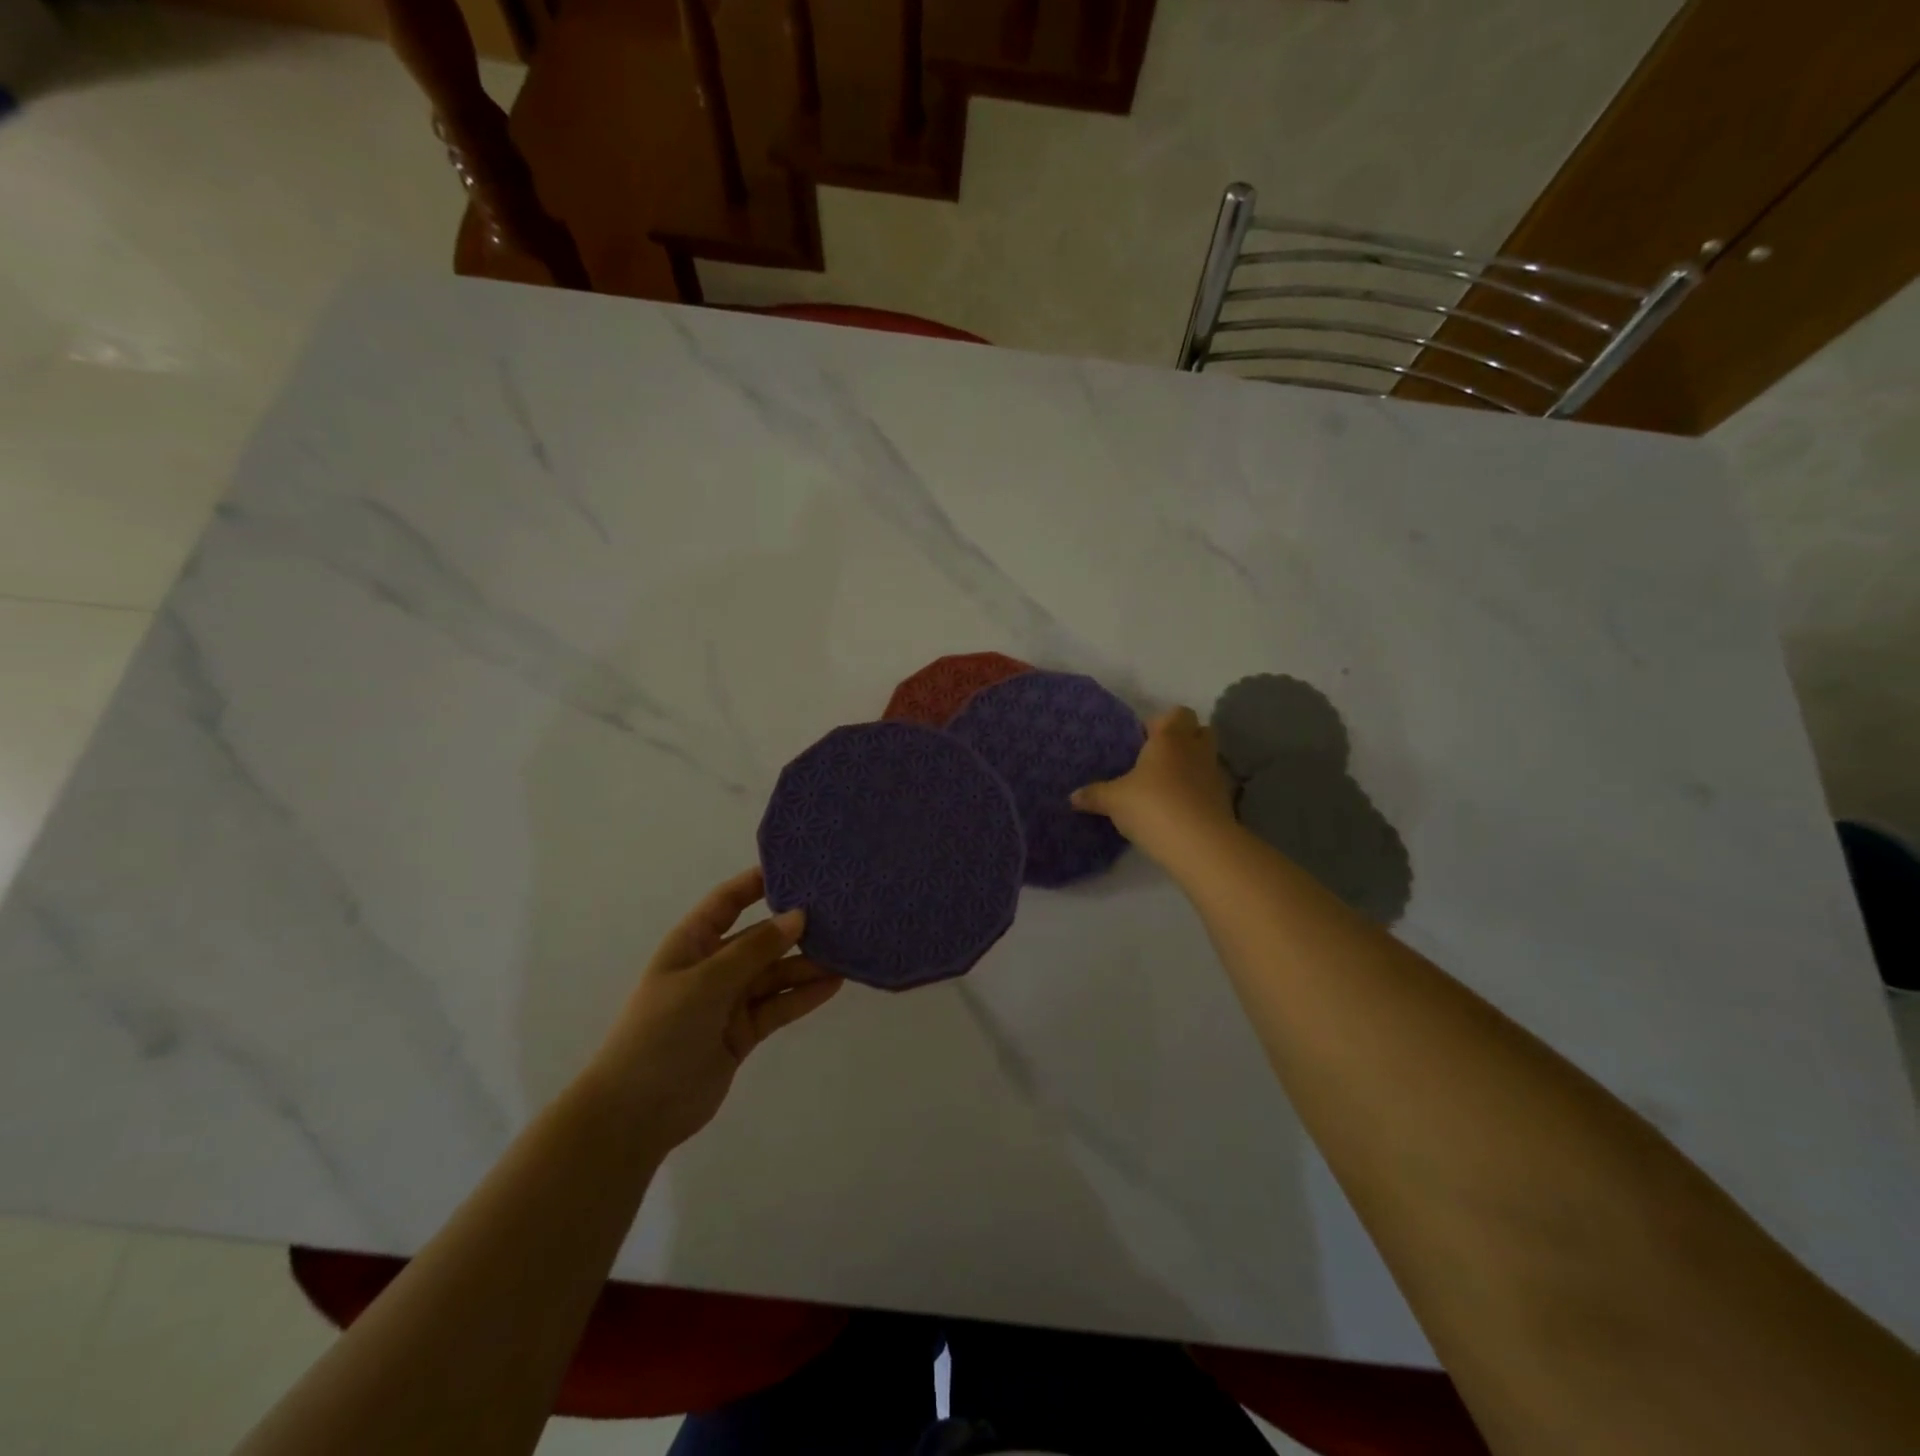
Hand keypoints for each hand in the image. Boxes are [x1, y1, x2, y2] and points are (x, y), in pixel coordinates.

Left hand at [587, 868, 843, 1155]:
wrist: (635, 1114)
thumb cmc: (660, 1033)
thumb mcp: (705, 983)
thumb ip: (754, 950)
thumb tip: (798, 915)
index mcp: (692, 943)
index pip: (728, 901)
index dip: (757, 882)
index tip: (797, 867)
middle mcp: (713, 966)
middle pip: (760, 938)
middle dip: (795, 927)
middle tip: (839, 914)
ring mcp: (729, 1000)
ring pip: (775, 973)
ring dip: (806, 965)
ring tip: (845, 953)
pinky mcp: (743, 1032)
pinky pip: (778, 1005)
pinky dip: (803, 996)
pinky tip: (833, 984)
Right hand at [1072, 706, 1236, 865]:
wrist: (1199, 844)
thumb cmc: (1152, 806)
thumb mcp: (1114, 801)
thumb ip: (1094, 795)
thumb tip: (1072, 796)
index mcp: (1170, 738)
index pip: (1177, 713)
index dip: (1161, 722)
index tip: (1142, 740)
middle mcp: (1196, 749)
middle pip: (1198, 731)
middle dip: (1181, 740)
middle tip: (1156, 759)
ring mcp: (1215, 775)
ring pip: (1205, 759)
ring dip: (1190, 767)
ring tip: (1164, 787)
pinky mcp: (1224, 801)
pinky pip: (1208, 787)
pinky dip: (1196, 793)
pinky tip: (1177, 809)